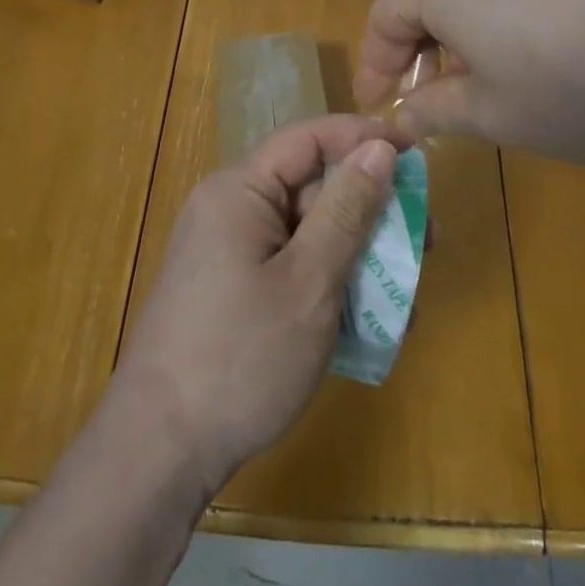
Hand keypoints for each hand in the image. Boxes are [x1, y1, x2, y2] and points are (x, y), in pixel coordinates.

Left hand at [111, 114, 398, 492]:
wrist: (160, 448)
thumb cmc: (241, 357)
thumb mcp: (308, 282)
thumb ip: (346, 210)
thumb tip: (379, 147)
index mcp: (240, 189)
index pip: (309, 138)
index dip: (364, 136)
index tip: (417, 152)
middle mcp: (229, 207)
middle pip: (309, 184)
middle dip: (368, 206)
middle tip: (424, 235)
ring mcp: (227, 248)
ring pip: (304, 229)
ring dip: (354, 249)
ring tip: (403, 284)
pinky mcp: (230, 286)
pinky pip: (288, 262)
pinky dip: (327, 277)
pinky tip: (363, 314)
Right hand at [355, 0, 584, 160]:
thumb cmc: (577, 84)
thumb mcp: (495, 114)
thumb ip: (436, 111)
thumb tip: (402, 116)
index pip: (383, 18)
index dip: (375, 67)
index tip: (377, 109)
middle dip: (416, 49)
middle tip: (425, 98)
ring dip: (457, 32)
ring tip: (478, 79)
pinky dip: (497, 15)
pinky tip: (531, 51)